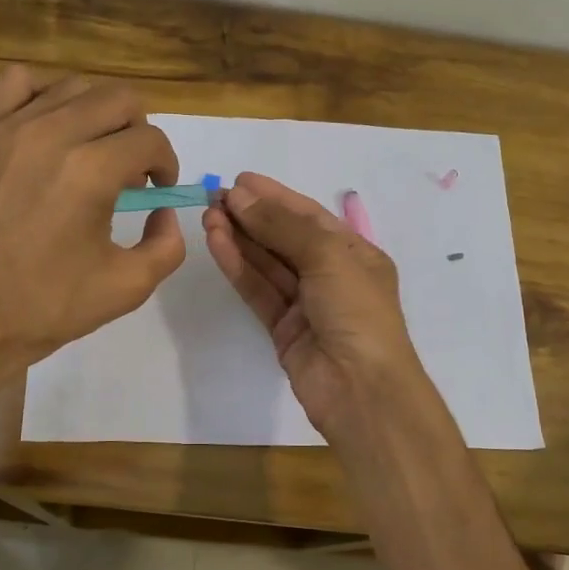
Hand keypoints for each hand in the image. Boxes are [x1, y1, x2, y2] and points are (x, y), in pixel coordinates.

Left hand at [0, 65, 185, 362]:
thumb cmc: (45, 306)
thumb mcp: (127, 287)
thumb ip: (167, 245)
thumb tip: (164, 212)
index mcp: (91, 171)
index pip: (150, 139)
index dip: (166, 164)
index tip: (158, 191)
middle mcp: (53, 134)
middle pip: (119, 99)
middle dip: (140, 132)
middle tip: (133, 171)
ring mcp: (11, 128)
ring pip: (74, 86)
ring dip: (98, 113)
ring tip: (94, 151)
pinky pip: (18, 82)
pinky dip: (45, 94)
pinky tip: (50, 128)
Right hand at [203, 172, 427, 437]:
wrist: (361, 389)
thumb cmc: (357, 312)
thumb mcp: (327, 257)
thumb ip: (282, 226)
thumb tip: (240, 197)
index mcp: (355, 254)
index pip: (310, 217)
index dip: (275, 197)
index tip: (239, 180)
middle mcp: (332, 275)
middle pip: (285, 238)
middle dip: (252, 216)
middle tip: (213, 197)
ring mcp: (306, 304)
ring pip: (267, 264)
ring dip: (239, 239)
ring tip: (208, 215)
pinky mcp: (283, 328)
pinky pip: (258, 290)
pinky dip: (238, 267)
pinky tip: (216, 243)